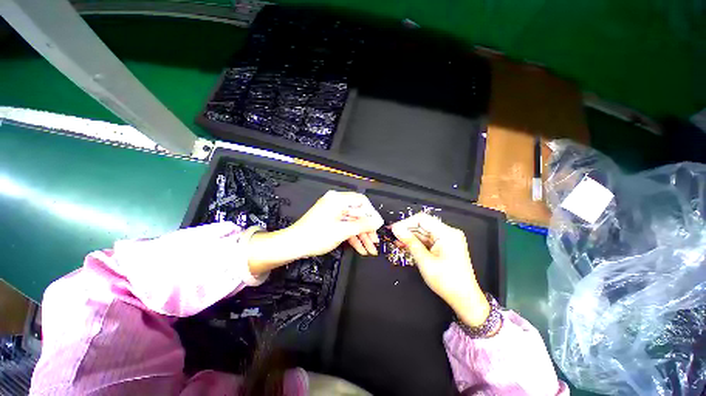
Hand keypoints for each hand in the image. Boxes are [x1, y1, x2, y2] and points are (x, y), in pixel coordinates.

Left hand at [248, 191, 382, 274]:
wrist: (293, 245)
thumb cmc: (316, 236)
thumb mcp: (342, 231)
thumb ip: (362, 225)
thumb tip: (379, 221)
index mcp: (338, 199)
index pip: (362, 201)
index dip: (372, 214)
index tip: (378, 226)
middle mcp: (336, 202)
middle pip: (358, 213)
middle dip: (367, 229)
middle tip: (375, 242)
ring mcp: (333, 212)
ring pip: (352, 221)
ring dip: (361, 235)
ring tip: (370, 249)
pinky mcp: (331, 220)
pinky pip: (345, 226)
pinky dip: (352, 236)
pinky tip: (360, 248)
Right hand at [391, 213, 489, 326]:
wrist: (464, 299)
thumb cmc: (447, 282)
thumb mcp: (425, 261)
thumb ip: (410, 242)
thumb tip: (397, 230)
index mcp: (447, 234)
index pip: (422, 219)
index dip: (405, 223)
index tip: (394, 229)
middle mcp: (448, 233)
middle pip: (422, 225)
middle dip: (407, 230)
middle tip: (393, 235)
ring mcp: (447, 239)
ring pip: (423, 232)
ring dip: (410, 236)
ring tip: (396, 241)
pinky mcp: (444, 246)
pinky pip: (427, 240)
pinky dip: (416, 242)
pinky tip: (405, 244)